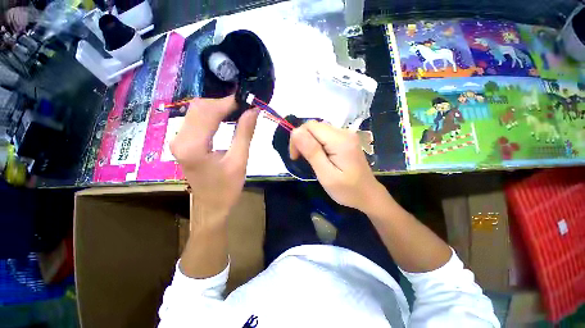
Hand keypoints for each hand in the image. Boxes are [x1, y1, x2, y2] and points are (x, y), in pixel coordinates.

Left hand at [170, 96, 258, 218]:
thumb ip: (245, 133)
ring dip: (218, 107)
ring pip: (196, 111)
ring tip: (238, 109)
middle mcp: (179, 139)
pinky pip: (196, 120)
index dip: (229, 102)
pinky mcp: (182, 142)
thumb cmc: (227, 188)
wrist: (211, 207)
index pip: (209, 112)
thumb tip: (253, 110)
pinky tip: (226, 116)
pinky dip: (212, 114)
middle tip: (245, 105)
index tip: (247, 99)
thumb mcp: (239, 161)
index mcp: (193, 146)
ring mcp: (178, 140)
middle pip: (199, 107)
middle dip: (223, 102)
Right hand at [289, 121, 382, 211]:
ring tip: (310, 160)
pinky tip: (319, 156)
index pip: (310, 126)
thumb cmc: (347, 190)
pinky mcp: (346, 140)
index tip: (295, 157)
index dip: (298, 138)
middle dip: (302, 140)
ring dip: (309, 142)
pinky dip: (316, 144)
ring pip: (318, 130)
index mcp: (340, 140)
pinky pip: (325, 135)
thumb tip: (296, 132)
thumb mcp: (326, 175)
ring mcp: (346, 135)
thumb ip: (312, 152)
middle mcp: (344, 132)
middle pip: (314, 126)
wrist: (368, 195)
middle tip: (301, 159)